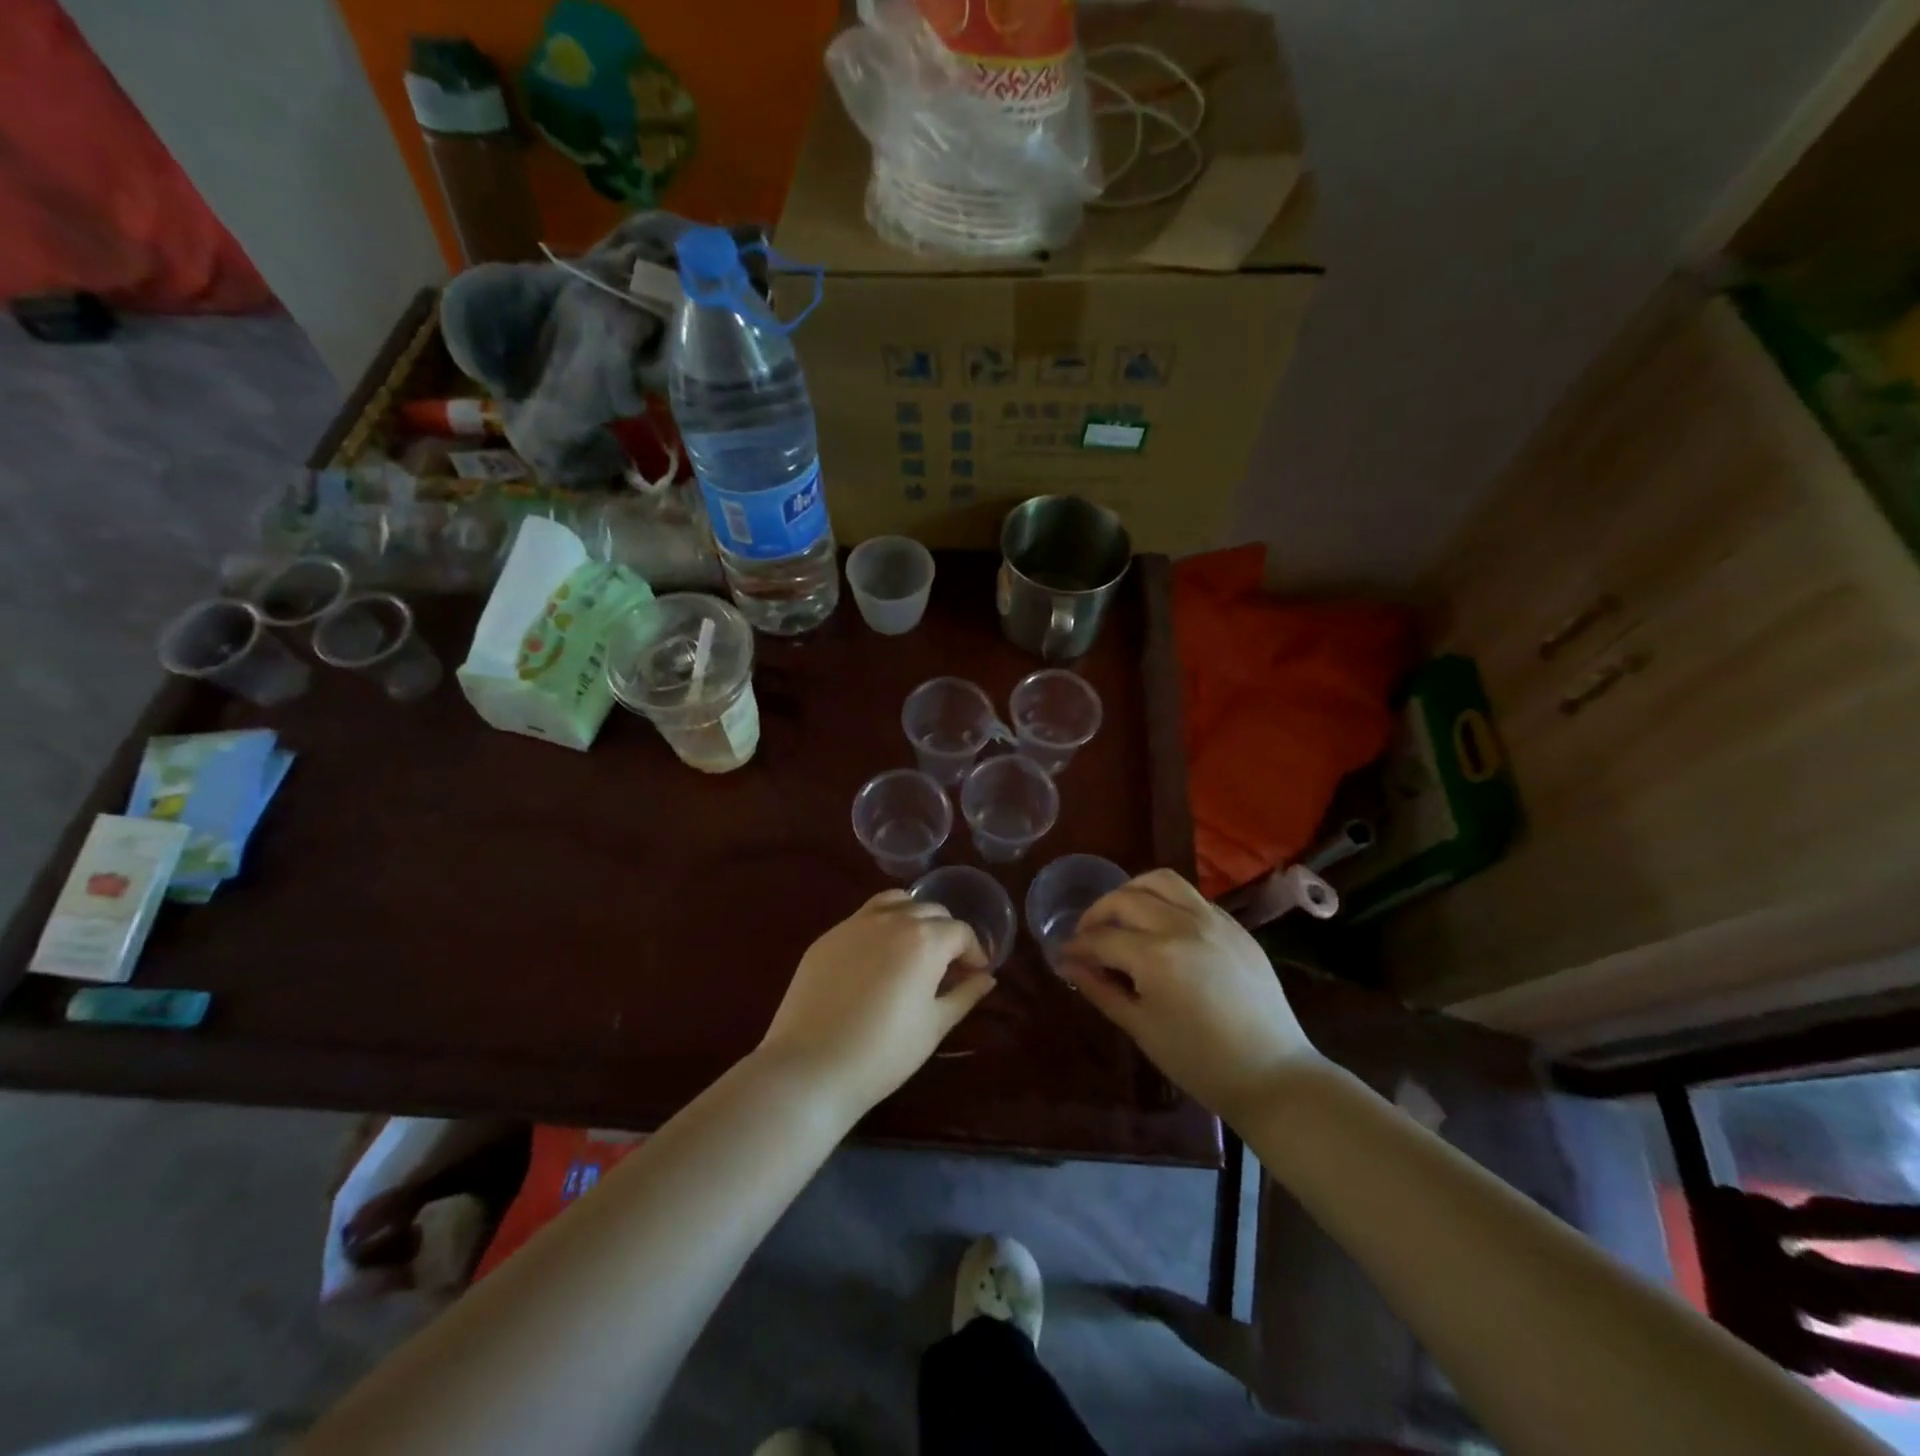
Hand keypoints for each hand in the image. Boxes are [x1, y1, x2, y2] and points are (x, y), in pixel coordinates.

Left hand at [758, 891, 994, 1117]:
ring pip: (896, 902)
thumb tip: (986, 978)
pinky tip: (877, 959)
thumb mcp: (935, 1025)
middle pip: (930, 910)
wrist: (812, 1066)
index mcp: (924, 939)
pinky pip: (864, 918)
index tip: (975, 974)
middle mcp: (892, 919)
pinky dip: (881, 926)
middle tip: (947, 966)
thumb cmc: (884, 1052)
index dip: (974, 951)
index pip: (960, 931)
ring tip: (913, 948)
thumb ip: (965, 994)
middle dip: (946, 933)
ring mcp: (855, 923)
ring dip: (913, 917)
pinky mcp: (828, 936)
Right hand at [1061, 869, 1317, 1123]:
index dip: (1076, 946)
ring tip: (1121, 914)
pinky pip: (1192, 896)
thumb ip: (1101, 989)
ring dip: (1131, 891)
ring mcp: (1213, 921)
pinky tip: (1160, 925)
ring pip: (1161, 881)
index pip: (1102, 938)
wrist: (1273, 1075)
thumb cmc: (1199, 1062)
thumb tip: (1068, 965)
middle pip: (1125, 899)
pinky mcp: (1235, 926)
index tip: (1063, 956)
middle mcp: (1182, 925)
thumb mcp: (1141, 1028)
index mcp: (1156, 956)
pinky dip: (1166, 900)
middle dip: (1097, 913)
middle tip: (1087, 936)